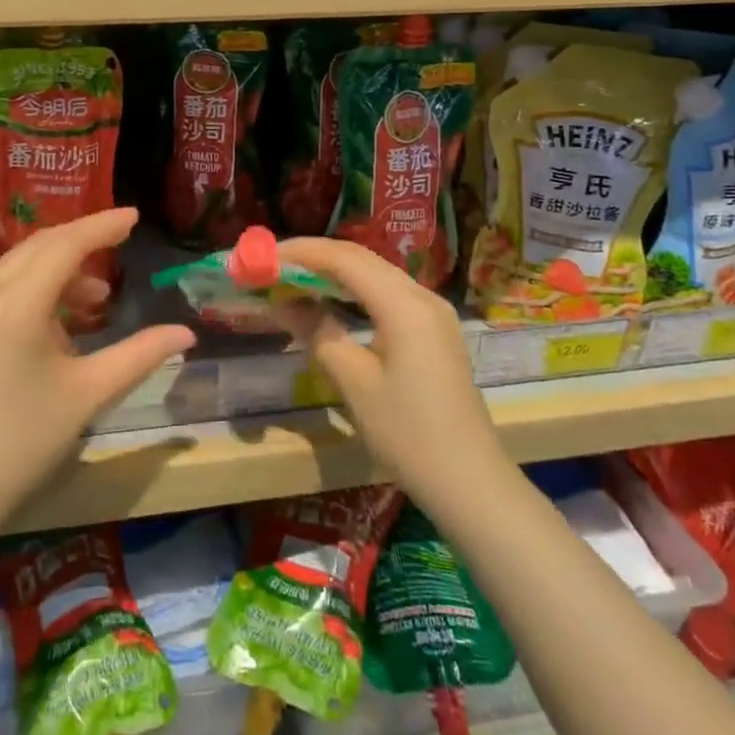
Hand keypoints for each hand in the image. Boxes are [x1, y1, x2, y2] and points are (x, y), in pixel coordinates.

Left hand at [0, 208, 195, 534]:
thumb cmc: (22, 443)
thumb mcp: (88, 396)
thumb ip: (140, 356)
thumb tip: (186, 333)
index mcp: (17, 303)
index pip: (66, 244)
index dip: (103, 226)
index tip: (135, 216)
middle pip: (40, 246)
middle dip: (82, 240)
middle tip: (120, 240)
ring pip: (18, 267)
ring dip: (59, 269)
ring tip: (96, 300)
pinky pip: (0, 290)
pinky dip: (34, 289)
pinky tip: (56, 325)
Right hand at [273, 237, 503, 519]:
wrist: (470, 483)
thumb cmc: (408, 433)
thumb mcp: (354, 382)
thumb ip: (317, 332)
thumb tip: (283, 302)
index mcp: (404, 305)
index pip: (345, 259)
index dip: (302, 252)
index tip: (264, 256)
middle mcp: (422, 296)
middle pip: (362, 259)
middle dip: (315, 258)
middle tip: (273, 266)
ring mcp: (433, 313)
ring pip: (376, 274)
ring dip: (334, 272)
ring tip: (294, 280)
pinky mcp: (434, 331)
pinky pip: (388, 293)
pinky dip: (354, 290)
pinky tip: (331, 301)